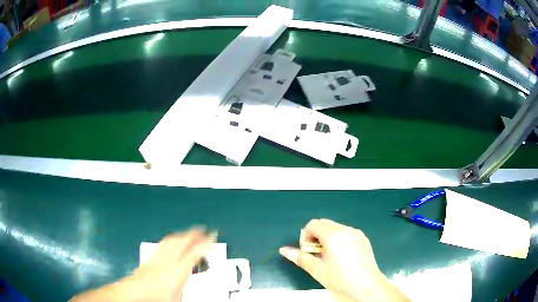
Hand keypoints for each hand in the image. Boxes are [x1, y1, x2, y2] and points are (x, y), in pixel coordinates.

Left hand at [71, 228, 213, 301]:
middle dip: (194, 234)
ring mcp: (157, 258)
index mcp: (177, 273)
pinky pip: (163, 244)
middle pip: (181, 242)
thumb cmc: (156, 300)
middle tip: (204, 230)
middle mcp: (167, 262)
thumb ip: (188, 286)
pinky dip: (172, 239)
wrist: (133, 295)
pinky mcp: (150, 258)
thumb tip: (195, 281)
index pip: (194, 254)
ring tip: (191, 232)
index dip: (205, 244)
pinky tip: (173, 240)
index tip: (213, 237)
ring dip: (183, 234)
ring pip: (171, 241)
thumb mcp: (179, 298)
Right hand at [279, 219, 409, 301]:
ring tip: (329, 256)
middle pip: (325, 224)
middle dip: (316, 236)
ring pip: (336, 228)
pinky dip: (339, 239)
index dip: (306, 235)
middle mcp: (346, 229)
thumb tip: (283, 250)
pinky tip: (342, 256)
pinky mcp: (363, 238)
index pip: (314, 224)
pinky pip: (346, 232)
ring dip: (327, 237)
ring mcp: (356, 233)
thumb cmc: (339, 278)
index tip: (308, 250)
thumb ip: (299, 257)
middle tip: (316, 254)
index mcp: (333, 235)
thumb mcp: (317, 269)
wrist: (366, 285)